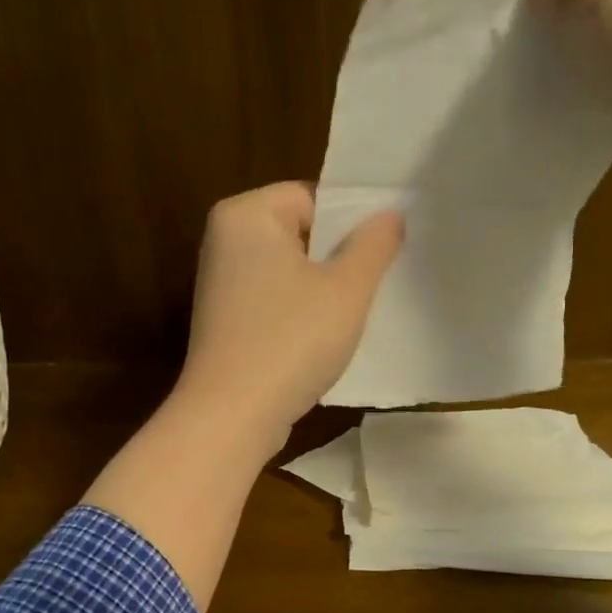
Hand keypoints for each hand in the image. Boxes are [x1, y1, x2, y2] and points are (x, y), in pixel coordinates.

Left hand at [175, 181, 403, 442]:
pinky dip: (300, 317)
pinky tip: (324, 342)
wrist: (233, 415)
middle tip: (377, 284)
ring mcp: (220, 286)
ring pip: (289, 274)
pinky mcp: (225, 325)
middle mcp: (224, 241)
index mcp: (246, 215)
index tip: (382, 254)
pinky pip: (274, 305)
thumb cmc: (291, 340)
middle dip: (338, 259)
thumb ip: (373, 245)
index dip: (350, 223)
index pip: (311, 197)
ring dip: (323, 292)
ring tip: (355, 315)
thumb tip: (391, 214)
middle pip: (299, 235)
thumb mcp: (346, 289)